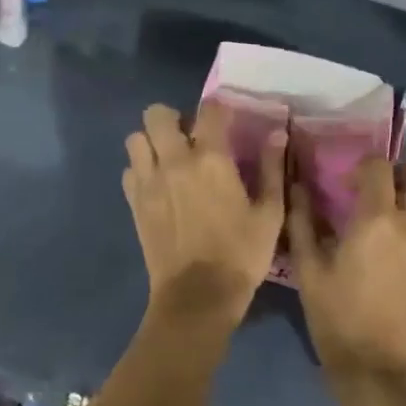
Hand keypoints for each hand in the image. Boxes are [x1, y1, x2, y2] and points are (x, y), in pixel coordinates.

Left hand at [124, 102, 285, 327]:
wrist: (197, 297)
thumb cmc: (241, 254)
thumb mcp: (270, 214)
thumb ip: (272, 169)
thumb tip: (277, 133)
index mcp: (212, 159)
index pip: (209, 110)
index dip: (218, 108)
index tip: (226, 120)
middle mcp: (175, 161)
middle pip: (156, 114)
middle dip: (172, 118)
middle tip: (189, 137)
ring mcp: (149, 182)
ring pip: (135, 139)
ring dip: (151, 141)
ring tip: (169, 158)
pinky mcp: (134, 203)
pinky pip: (129, 170)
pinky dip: (140, 169)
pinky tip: (158, 184)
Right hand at [288, 157, 405, 384]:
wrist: (379, 372)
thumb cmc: (337, 317)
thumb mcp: (309, 269)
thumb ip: (303, 221)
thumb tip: (299, 187)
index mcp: (378, 220)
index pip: (380, 166)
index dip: (364, 167)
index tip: (349, 186)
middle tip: (383, 190)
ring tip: (387, 231)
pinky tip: (396, 268)